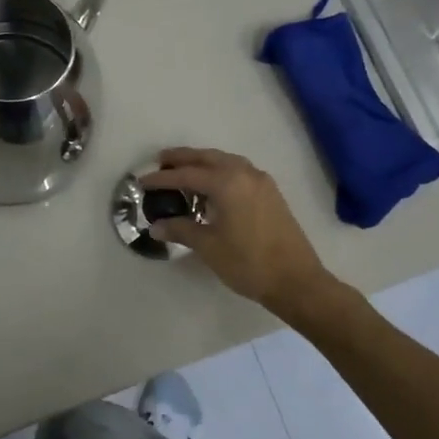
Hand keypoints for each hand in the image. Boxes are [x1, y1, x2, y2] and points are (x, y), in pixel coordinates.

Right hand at [139, 148, 334, 320]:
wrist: (296, 281)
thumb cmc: (248, 262)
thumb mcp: (209, 246)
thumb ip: (181, 230)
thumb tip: (156, 226)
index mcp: (227, 182)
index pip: (186, 175)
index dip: (162, 178)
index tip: (142, 181)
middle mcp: (244, 173)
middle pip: (207, 158)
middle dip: (182, 159)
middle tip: (161, 161)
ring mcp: (261, 181)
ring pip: (225, 161)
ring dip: (203, 163)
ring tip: (184, 171)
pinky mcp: (270, 193)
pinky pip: (239, 171)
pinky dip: (220, 171)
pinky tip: (212, 187)